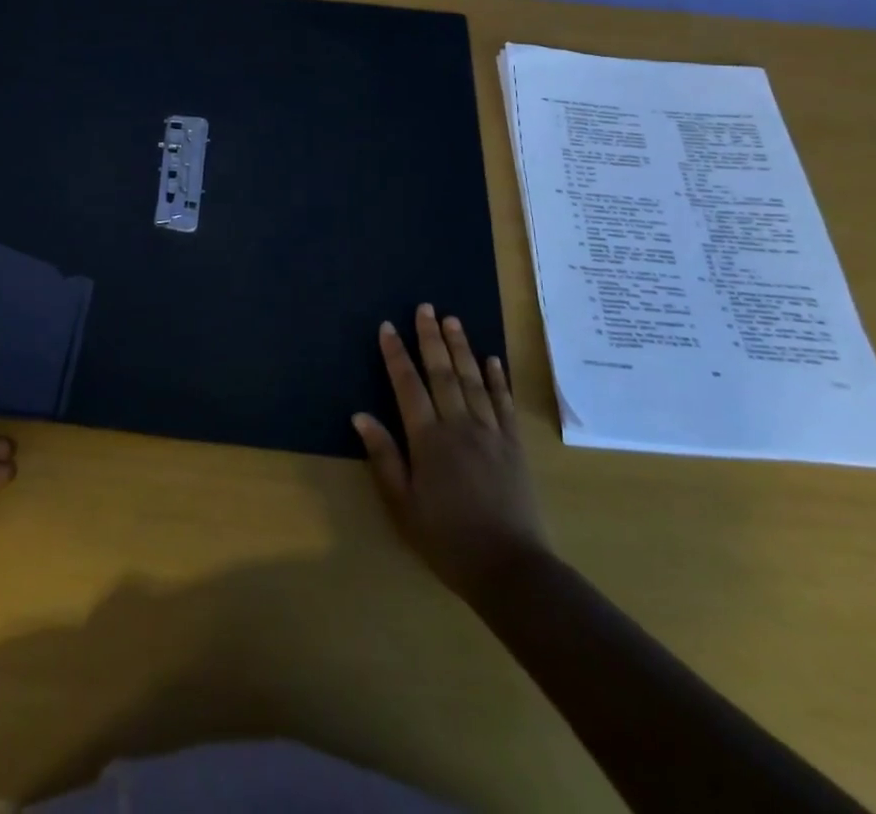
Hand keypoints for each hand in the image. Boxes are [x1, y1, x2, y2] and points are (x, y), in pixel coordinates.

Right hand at [352, 304, 545, 603]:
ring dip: (462, 347)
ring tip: (453, 319)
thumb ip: (384, 457)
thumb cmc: (447, 539)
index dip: (396, 354)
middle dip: (431, 337)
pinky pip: (504, 402)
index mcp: (428, 440)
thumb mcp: (403, 506)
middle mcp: (459, 425)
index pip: (408, 386)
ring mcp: (491, 432)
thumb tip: (360, 416)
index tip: (388, 326)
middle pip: (442, 372)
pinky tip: (492, 359)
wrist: (510, 569)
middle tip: (426, 307)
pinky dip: (496, 378)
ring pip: (473, 379)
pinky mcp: (514, 445)